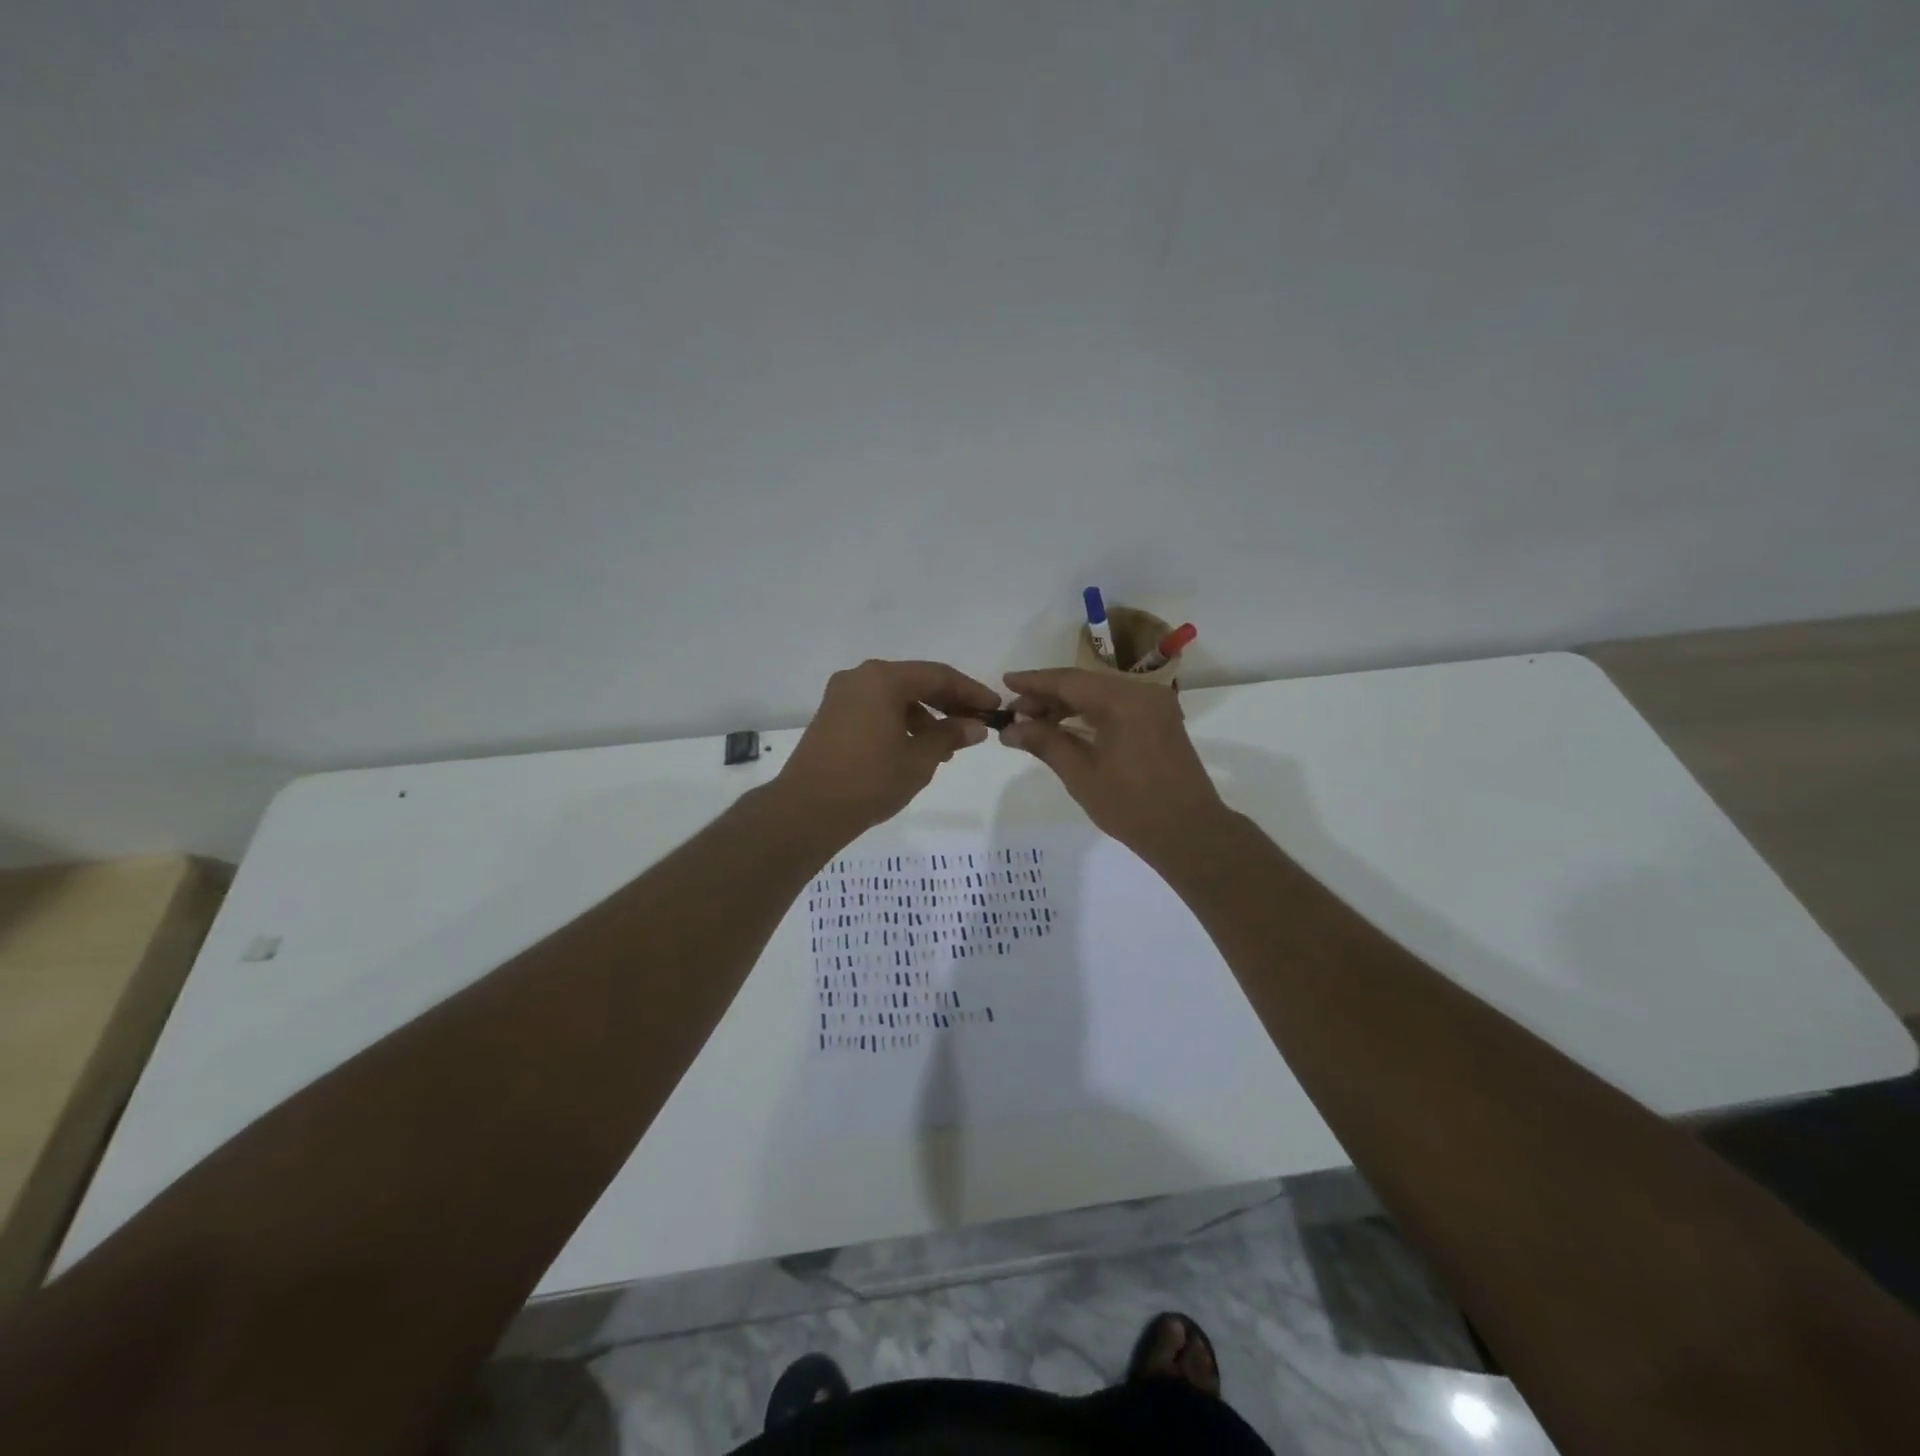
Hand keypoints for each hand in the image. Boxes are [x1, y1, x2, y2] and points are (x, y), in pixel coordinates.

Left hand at [775, 659, 1000, 841]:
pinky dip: (901, 722)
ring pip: (895, 696)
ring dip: (925, 715)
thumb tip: (975, 726)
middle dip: (948, 703)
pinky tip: (916, 747)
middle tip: (976, 724)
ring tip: (948, 745)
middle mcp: (860, 677)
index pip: (938, 676)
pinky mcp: (832, 716)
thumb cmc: (870, 780)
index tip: (995, 708)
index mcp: (883, 679)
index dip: (970, 692)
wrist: (807, 810)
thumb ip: (950, 736)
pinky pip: (876, 709)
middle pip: (915, 682)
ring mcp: (842, 696)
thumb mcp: (919, 759)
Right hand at [999, 668, 1227, 857]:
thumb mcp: (1081, 775)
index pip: (1069, 681)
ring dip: (1067, 705)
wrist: (1189, 833)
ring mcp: (1155, 705)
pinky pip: (1116, 706)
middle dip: (1047, 696)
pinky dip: (1089, 713)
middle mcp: (1142, 692)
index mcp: (1124, 701)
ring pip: (1100, 694)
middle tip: (1015, 713)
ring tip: (1034, 723)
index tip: (1004, 683)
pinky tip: (1066, 727)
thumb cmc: (1132, 806)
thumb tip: (1010, 728)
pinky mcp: (1160, 720)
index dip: (1034, 682)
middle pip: (1084, 683)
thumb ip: (1045, 743)